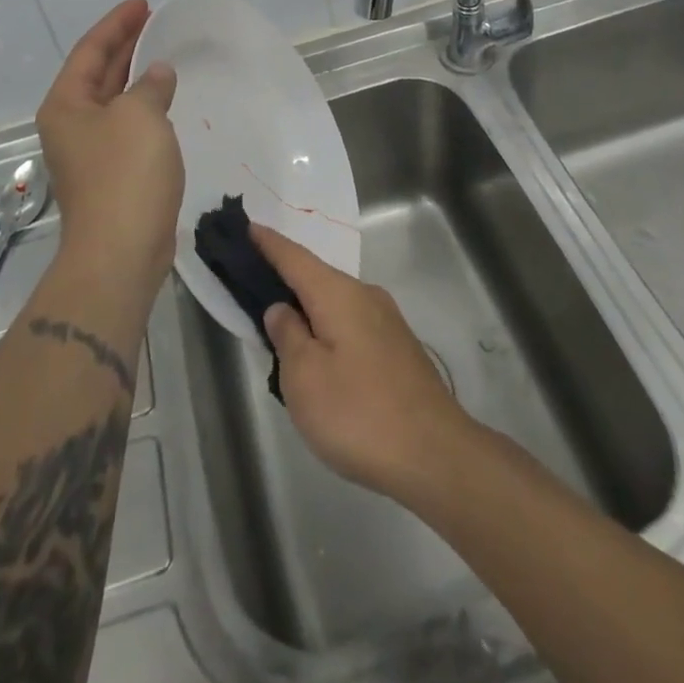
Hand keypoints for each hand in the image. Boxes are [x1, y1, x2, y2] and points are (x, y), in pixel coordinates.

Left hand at [37, 0, 183, 292]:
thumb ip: (150, 86)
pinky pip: (126, 125)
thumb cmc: (125, 175)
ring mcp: (89, 151)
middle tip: (153, 21)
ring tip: (161, 53)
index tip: (142, 3)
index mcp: (66, 104)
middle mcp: (70, 124)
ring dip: (134, 76)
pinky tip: (164, 101)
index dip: (117, 23)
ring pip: (112, 100)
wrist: (119, 253)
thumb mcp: (141, 117)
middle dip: (124, 45)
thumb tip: (157, 74)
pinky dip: (143, 107)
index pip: (90, 50)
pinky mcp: (110, 174)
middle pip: (97, 72)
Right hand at [251, 223, 476, 501]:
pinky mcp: (399, 349)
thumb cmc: (359, 414)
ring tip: (280, 323)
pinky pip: (351, 323)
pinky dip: (328, 327)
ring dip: (308, 307)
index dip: (268, 243)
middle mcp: (365, 296)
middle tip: (252, 280)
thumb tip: (282, 308)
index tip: (247, 226)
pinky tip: (319, 354)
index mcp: (338, 294)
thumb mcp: (304, 378)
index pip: (294, 257)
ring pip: (335, 303)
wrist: (436, 456)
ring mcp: (387, 322)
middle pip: (316, 277)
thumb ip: (287, 335)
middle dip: (286, 277)